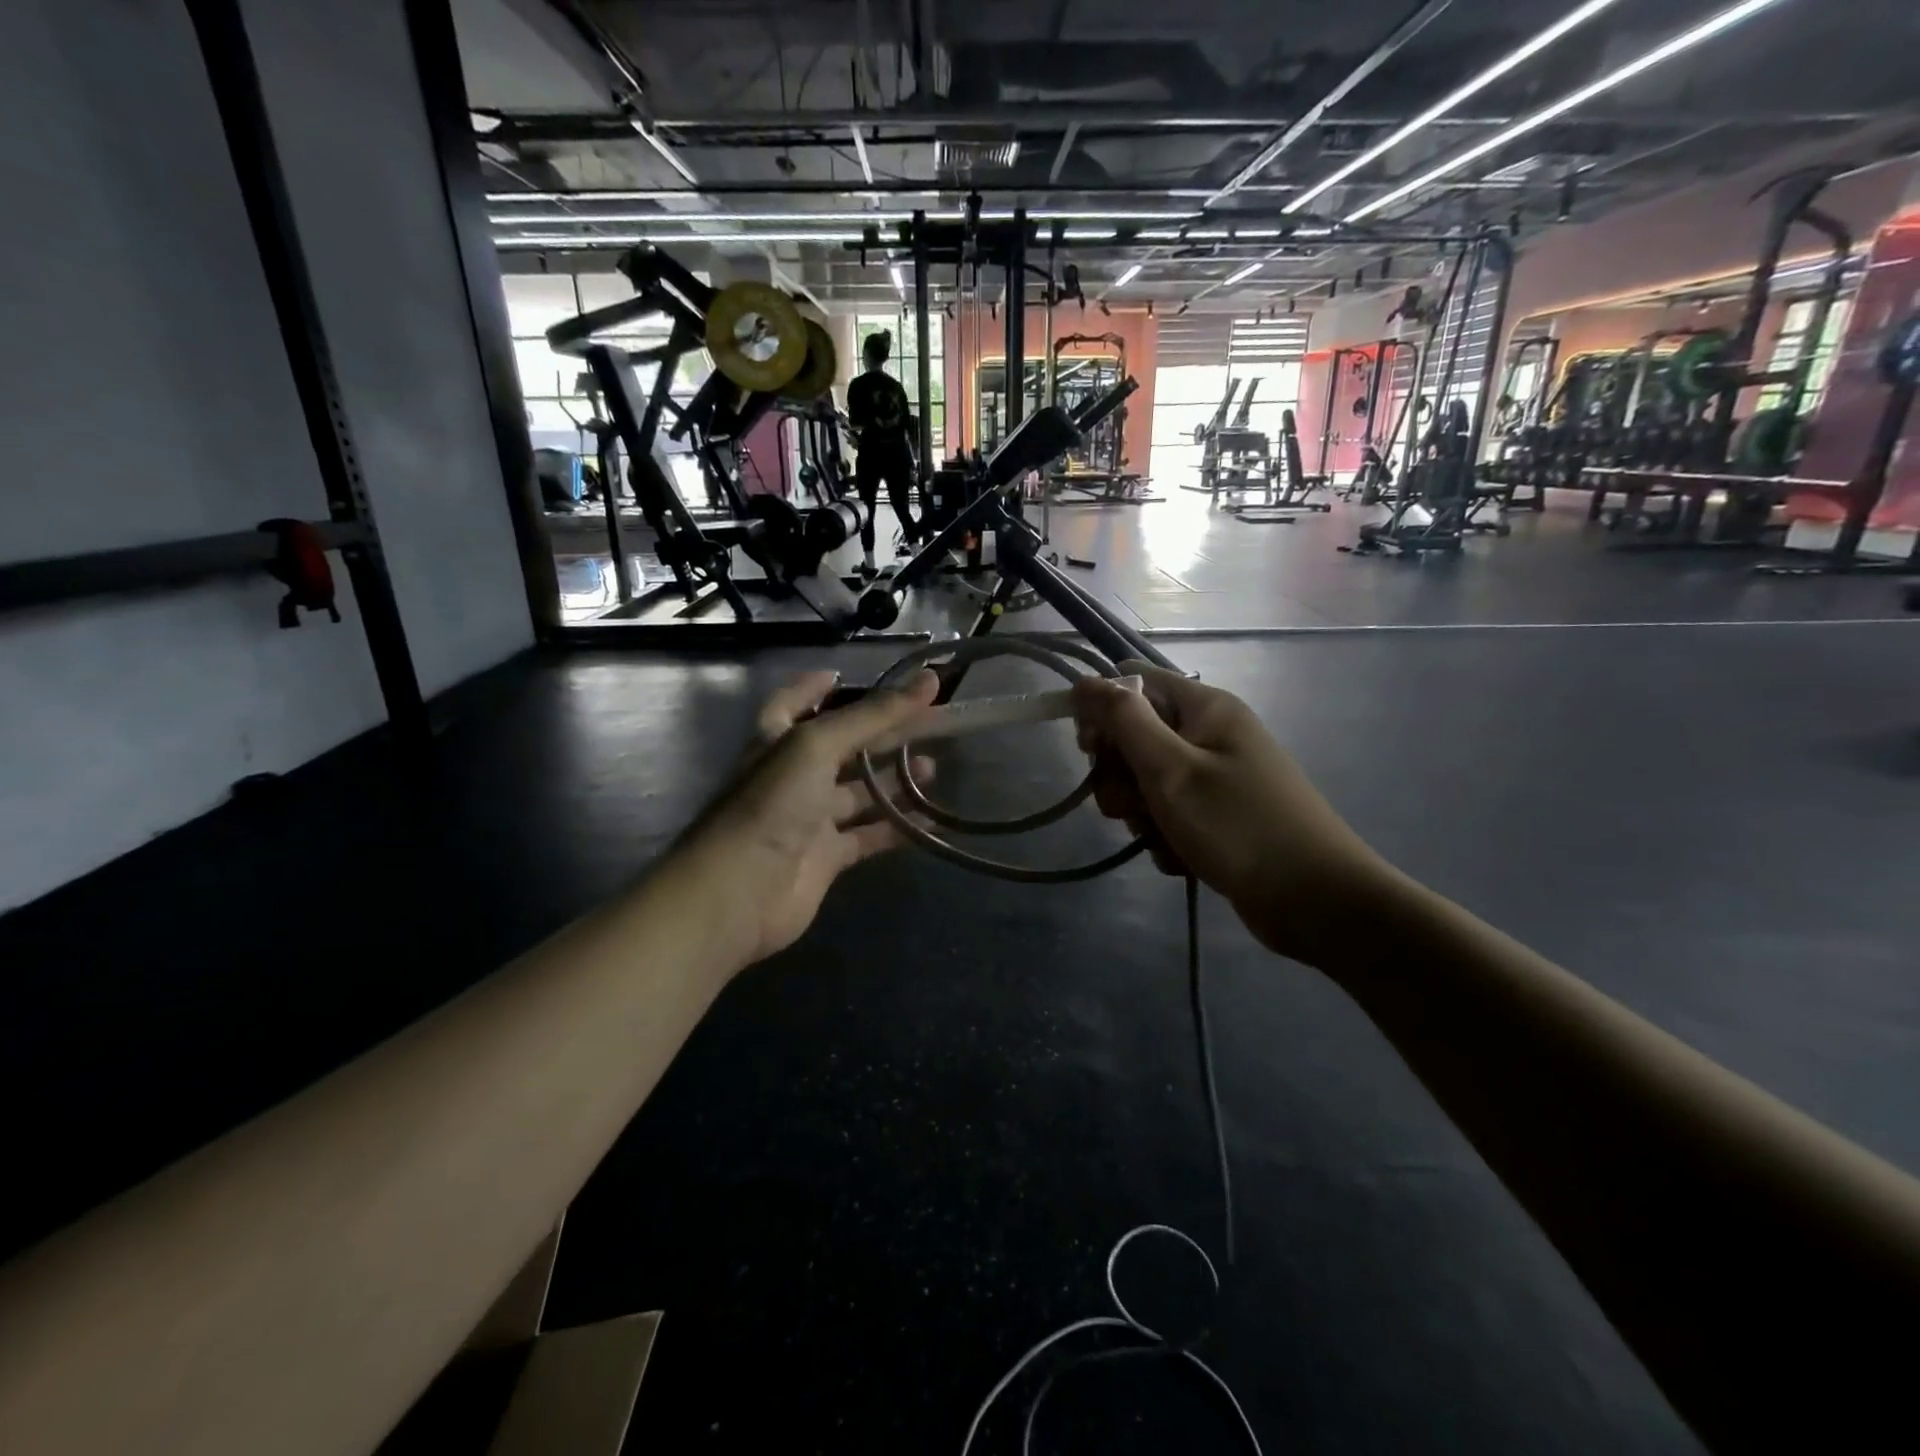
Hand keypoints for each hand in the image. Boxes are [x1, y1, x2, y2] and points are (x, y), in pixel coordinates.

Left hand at [675, 671, 939, 968]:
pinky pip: (868, 836)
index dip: (816, 689)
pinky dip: (896, 827)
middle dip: (880, 733)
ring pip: (858, 793)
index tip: (848, 676)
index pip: (794, 703)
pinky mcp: (826, 857)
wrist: (740, 890)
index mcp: (777, 740)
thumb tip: (929, 679)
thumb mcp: (819, 745)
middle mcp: (792, 775)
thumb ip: (874, 715)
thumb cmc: (772, 803)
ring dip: (893, 780)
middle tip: (927, 722)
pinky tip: (930, 819)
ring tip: (932, 767)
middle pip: (841, 746)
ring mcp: (809, 818)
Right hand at [1072, 665, 1398, 965]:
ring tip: (1162, 837)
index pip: (1134, 684)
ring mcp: (1215, 776)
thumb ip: (1124, 721)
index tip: (1090, 751)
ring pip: (1147, 782)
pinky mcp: (1217, 815)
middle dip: (1122, 775)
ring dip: (1141, 812)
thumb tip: (1084, 681)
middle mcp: (1210, 733)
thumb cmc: (1239, 826)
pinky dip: (1165, 835)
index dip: (1103, 712)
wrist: (1315, 901)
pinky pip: (1169, 814)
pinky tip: (1181, 858)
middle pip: (1136, 737)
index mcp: (1205, 708)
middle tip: (1133, 805)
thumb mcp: (1171, 770)